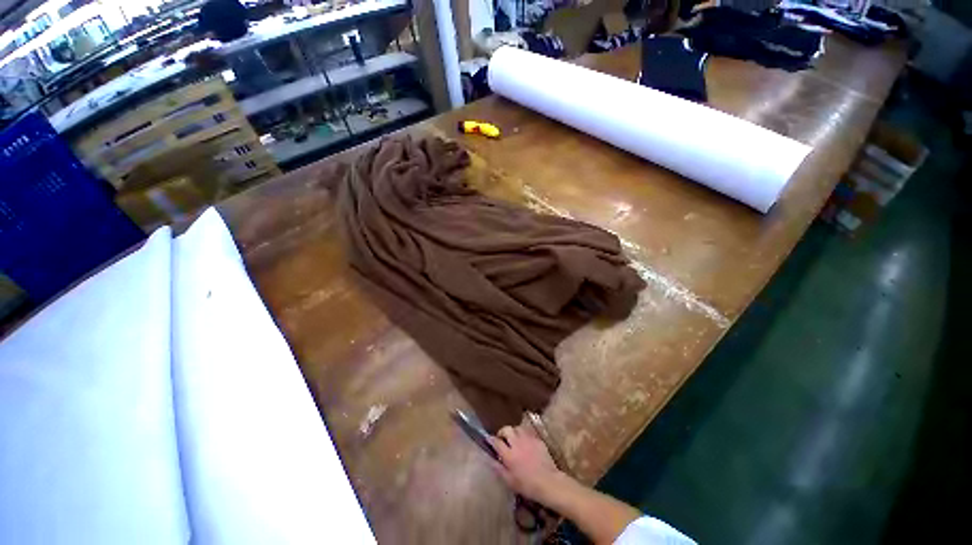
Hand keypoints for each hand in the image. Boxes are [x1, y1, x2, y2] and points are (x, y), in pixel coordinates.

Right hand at [488, 424, 566, 504]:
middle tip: (502, 438)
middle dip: (502, 432)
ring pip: (517, 428)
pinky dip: (524, 434)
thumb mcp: (510, 481)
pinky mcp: (537, 439)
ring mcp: (528, 440)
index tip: (488, 439)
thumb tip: (490, 460)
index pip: (497, 442)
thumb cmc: (527, 485)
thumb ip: (499, 469)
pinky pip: (528, 432)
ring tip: (514, 438)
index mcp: (509, 455)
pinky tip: (525, 441)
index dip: (491, 439)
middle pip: (507, 429)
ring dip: (514, 431)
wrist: (548, 482)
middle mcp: (517, 443)